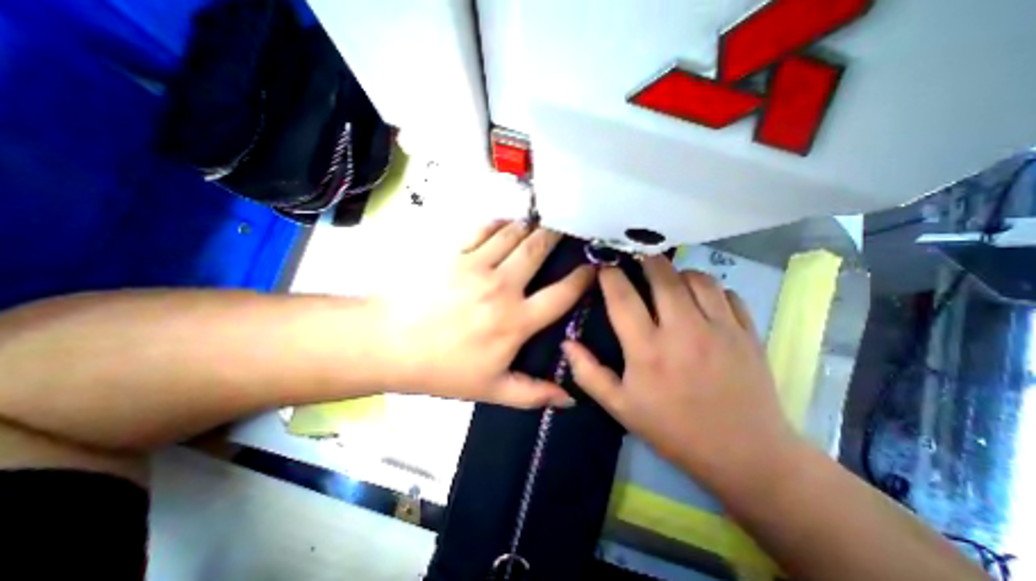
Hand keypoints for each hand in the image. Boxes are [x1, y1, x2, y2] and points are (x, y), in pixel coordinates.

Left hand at [378, 221, 594, 409]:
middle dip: (557, 236)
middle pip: (539, 249)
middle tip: (567, 228)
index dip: (582, 278)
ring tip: (540, 224)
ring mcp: (477, 265)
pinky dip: (499, 223)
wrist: (389, 344)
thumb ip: (533, 394)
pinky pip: (484, 229)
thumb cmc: (442, 369)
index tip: (593, 267)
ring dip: (531, 227)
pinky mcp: (454, 253)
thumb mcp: (491, 390)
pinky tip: (506, 224)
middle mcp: (502, 286)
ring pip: (514, 233)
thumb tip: (569, 399)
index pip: (561, 294)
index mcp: (516, 320)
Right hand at [564, 257, 794, 486]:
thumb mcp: (620, 407)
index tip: (604, 266)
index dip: (610, 276)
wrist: (744, 455)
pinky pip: (727, 292)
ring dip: (678, 273)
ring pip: (697, 278)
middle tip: (636, 261)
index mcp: (648, 350)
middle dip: (645, 261)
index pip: (623, 298)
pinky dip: (710, 288)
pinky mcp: (748, 333)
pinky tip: (701, 299)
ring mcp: (721, 329)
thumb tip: (567, 343)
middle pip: (662, 276)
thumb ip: (588, 373)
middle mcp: (683, 331)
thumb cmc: (673, 429)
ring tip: (668, 281)